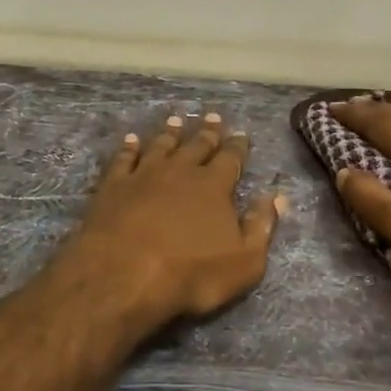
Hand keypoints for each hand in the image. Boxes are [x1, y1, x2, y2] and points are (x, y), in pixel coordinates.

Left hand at [53, 113, 285, 328]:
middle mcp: (180, 171)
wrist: (124, 275)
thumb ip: (261, 226)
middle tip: (213, 116)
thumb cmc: (191, 274)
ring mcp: (143, 175)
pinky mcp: (113, 185)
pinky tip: (131, 140)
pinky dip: (128, 147)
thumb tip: (277, 196)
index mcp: (213, 186)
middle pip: (196, 145)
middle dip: (207, 131)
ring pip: (160, 145)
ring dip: (170, 132)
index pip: (230, 159)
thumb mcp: (244, 262)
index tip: (242, 134)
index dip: (238, 146)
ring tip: (176, 119)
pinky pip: (123, 159)